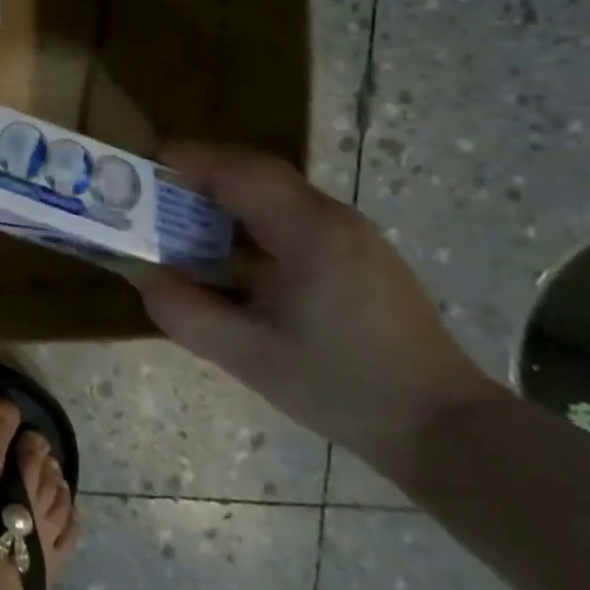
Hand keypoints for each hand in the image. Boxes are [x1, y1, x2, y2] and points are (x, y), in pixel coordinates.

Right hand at [135, 143, 501, 472]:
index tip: (143, 164)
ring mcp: (352, 235)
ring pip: (273, 194)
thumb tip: (143, 276)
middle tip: (153, 193)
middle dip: (200, 175)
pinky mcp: (357, 255)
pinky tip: (230, 255)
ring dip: (224, 198)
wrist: (446, 430)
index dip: (188, 159)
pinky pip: (290, 217)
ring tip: (180, 222)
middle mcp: (333, 218)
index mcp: (310, 232)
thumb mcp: (249, 356)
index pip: (240, 170)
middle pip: (256, 174)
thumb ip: (185, 312)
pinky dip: (249, 220)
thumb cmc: (343, 387)